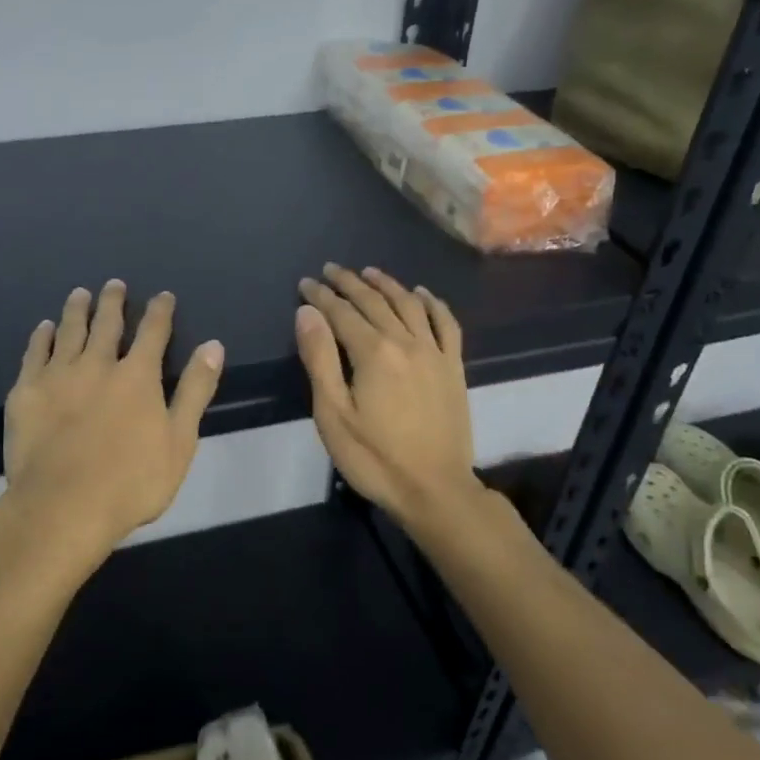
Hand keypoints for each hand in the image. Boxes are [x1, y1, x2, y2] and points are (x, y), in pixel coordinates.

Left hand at [0, 281, 224, 578]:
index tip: (163, 296)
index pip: (153, 332)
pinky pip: (34, 354)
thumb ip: (196, 390)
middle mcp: (98, 365)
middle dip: (113, 302)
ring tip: (80, 294)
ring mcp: (58, 376)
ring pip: (69, 331)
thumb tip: (213, 345)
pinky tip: (44, 328)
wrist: (63, 506)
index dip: (160, 312)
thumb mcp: (179, 440)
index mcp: (137, 376)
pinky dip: (41, 337)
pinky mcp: (26, 392)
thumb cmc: (131, 481)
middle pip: (107, 324)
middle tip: (114, 284)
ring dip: (77, 310)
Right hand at [296, 265, 479, 526]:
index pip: (342, 312)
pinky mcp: (454, 367)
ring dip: (387, 285)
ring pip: (410, 305)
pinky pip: (446, 324)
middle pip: (375, 301)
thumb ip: (319, 358)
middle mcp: (406, 342)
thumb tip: (307, 312)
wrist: (434, 490)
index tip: (305, 283)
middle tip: (331, 270)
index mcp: (374, 352)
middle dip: (349, 283)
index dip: (321, 296)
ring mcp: (435, 353)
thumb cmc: (374, 457)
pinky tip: (422, 294)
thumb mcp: (333, 413)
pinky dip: (433, 304)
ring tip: (369, 272)